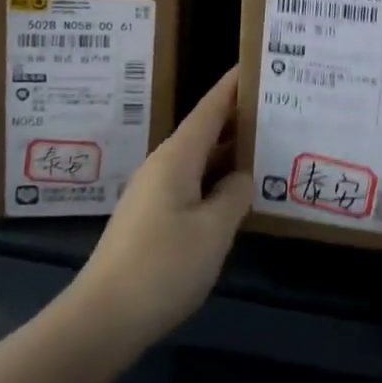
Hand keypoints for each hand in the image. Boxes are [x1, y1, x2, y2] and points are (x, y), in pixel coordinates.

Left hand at [69, 67, 251, 355]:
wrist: (103, 318)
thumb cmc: (162, 267)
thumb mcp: (212, 231)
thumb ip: (233, 196)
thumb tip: (241, 176)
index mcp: (177, 157)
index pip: (210, 108)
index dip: (233, 86)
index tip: (256, 64)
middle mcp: (163, 165)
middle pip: (205, 131)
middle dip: (238, 119)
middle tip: (277, 110)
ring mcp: (154, 191)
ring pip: (198, 160)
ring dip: (228, 152)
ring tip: (265, 146)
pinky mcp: (151, 217)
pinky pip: (190, 183)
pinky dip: (215, 179)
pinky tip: (234, 193)